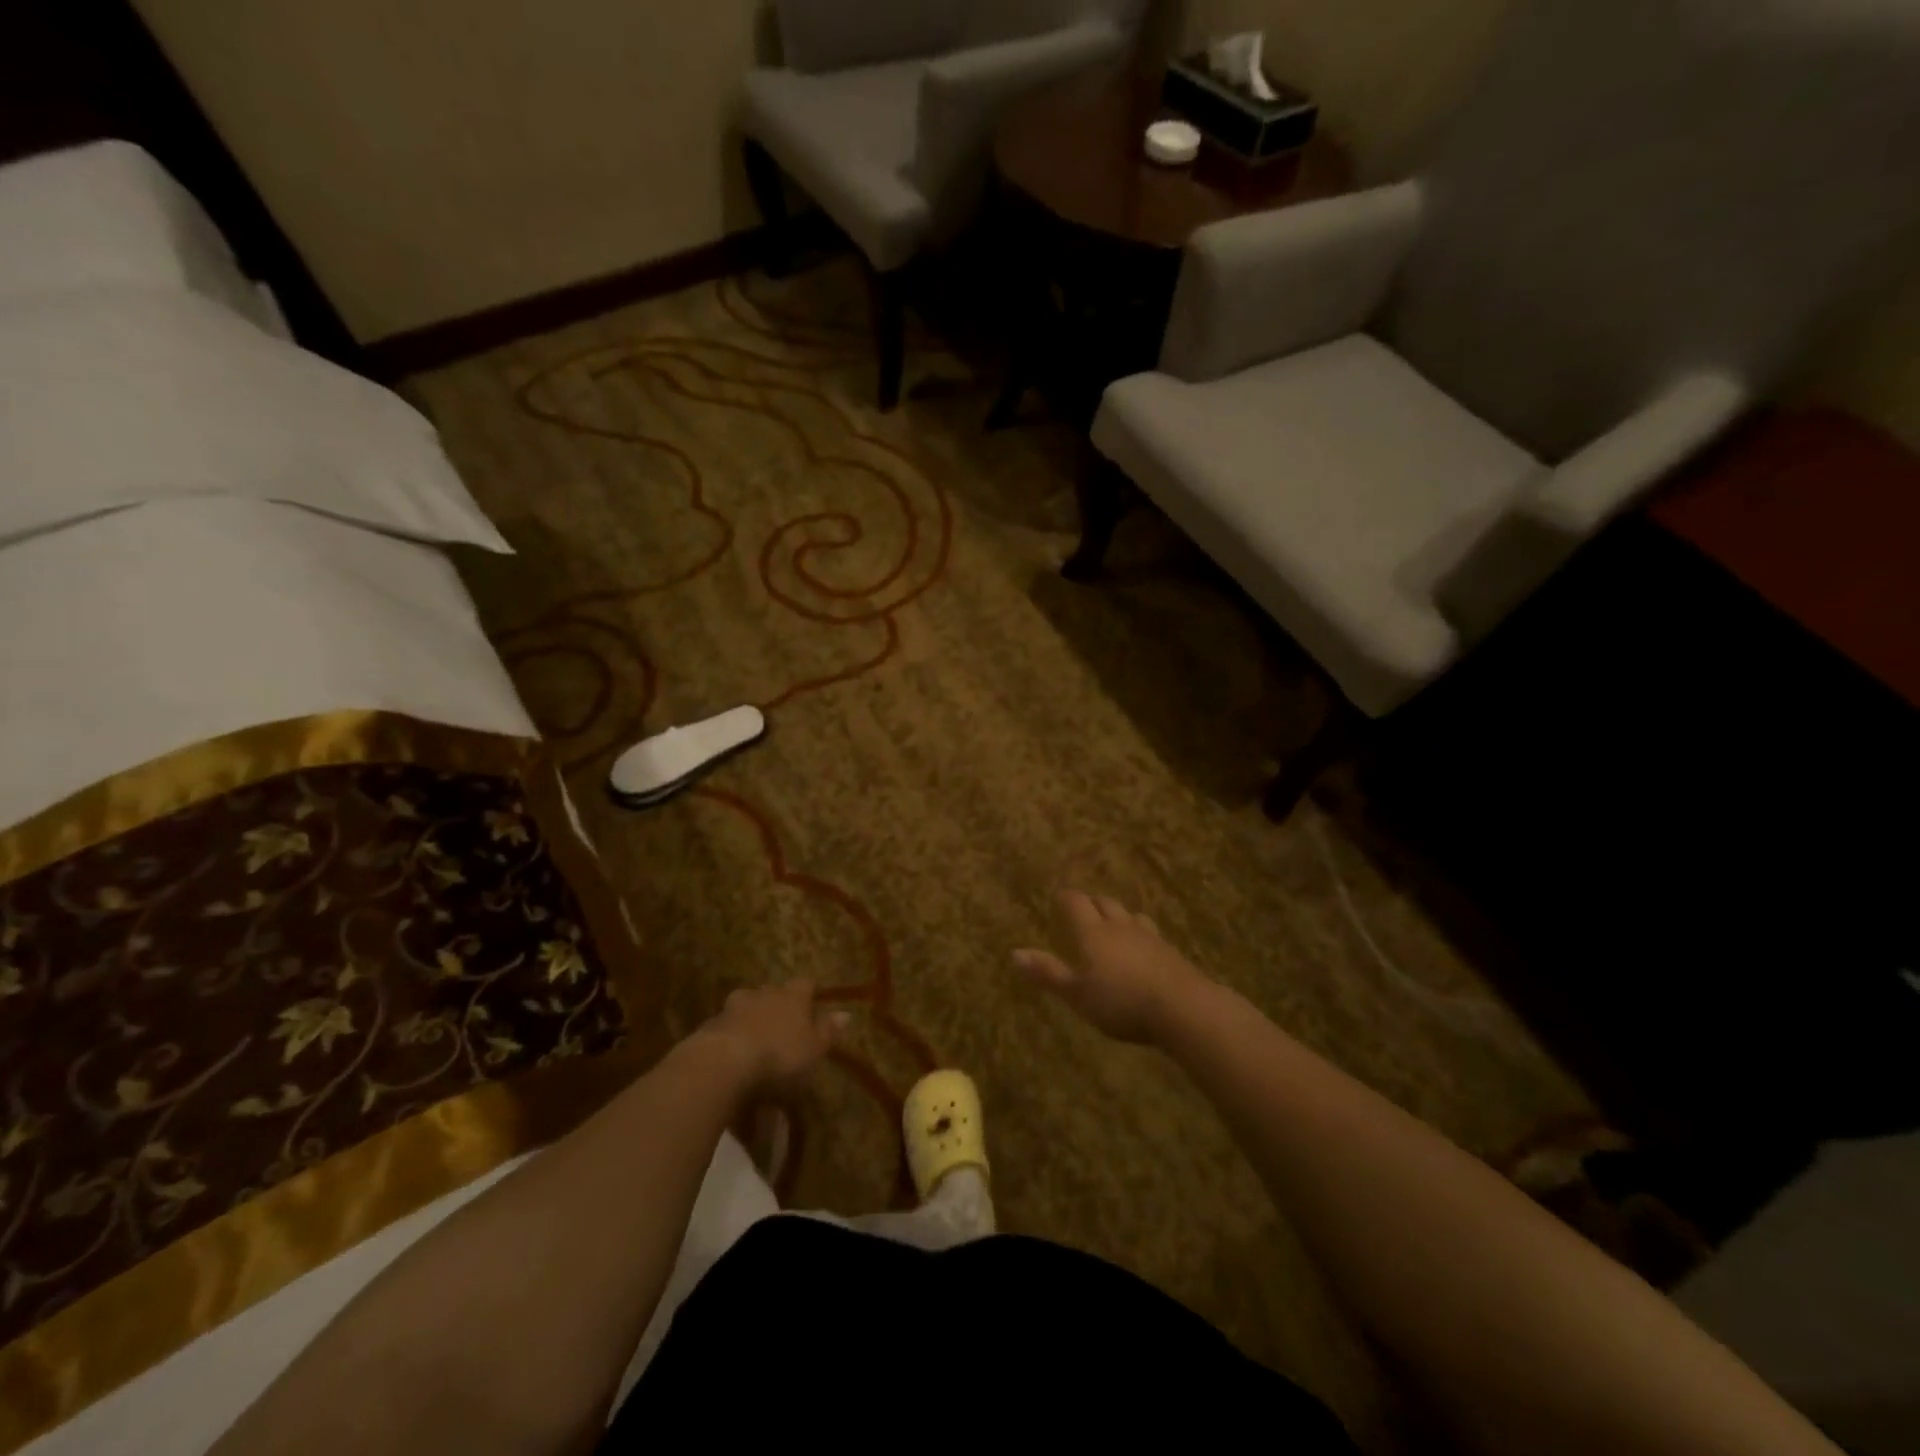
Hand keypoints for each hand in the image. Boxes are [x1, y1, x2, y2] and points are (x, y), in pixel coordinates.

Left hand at [700, 979, 844, 1098]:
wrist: (724, 1062)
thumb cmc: (779, 1054)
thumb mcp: (814, 1048)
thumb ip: (828, 1030)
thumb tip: (846, 1014)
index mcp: (793, 995)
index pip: (805, 983)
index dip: (809, 993)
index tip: (812, 1005)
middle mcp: (764, 992)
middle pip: (774, 992)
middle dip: (778, 1004)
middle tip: (783, 1025)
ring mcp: (735, 1006)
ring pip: (748, 1005)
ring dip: (752, 1017)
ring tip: (755, 1039)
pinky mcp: (711, 1024)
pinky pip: (727, 1025)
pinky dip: (732, 1034)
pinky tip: (733, 1053)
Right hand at [1012, 891, 1209, 1044]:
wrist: (1183, 1008)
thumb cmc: (1121, 1002)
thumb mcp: (1077, 994)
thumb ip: (1048, 973)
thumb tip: (1014, 953)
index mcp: (1093, 932)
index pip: (1076, 903)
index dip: (1066, 898)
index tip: (1059, 898)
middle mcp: (1120, 926)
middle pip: (1105, 903)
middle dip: (1092, 903)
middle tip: (1084, 907)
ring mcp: (1149, 937)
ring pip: (1131, 916)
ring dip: (1119, 916)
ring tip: (1114, 924)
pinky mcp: (1171, 952)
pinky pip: (1151, 934)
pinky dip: (1141, 935)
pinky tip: (1143, 949)